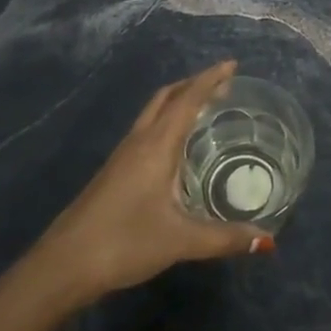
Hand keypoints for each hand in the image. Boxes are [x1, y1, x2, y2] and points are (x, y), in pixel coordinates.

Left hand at [36, 60, 268, 303]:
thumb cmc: (124, 243)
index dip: (209, 80)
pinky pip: (146, 131)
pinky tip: (177, 148)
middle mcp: (138, 142)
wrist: (63, 265)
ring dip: (178, 102)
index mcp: (156, 146)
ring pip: (153, 113)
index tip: (232, 65)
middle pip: (166, 98)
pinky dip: (167, 122)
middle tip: (223, 85)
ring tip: (205, 108)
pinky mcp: (114, 172)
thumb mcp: (180, 241)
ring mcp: (122, 156)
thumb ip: (224, 238)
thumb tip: (266, 239)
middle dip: (194, 84)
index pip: (187, 100)